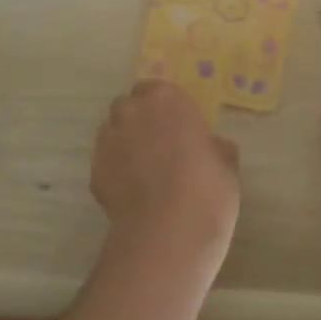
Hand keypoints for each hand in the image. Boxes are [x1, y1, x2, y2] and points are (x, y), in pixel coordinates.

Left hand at [92, 80, 240, 259]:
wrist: (169, 230)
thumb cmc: (208, 188)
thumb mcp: (225, 163)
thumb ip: (213, 147)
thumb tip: (212, 147)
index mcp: (169, 99)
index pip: (158, 89)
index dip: (165, 107)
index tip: (176, 125)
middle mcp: (134, 111)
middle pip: (129, 105)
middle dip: (138, 119)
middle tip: (156, 144)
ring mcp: (110, 138)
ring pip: (112, 130)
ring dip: (123, 141)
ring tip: (140, 169)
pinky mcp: (94, 169)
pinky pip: (105, 161)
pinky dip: (114, 170)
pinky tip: (130, 192)